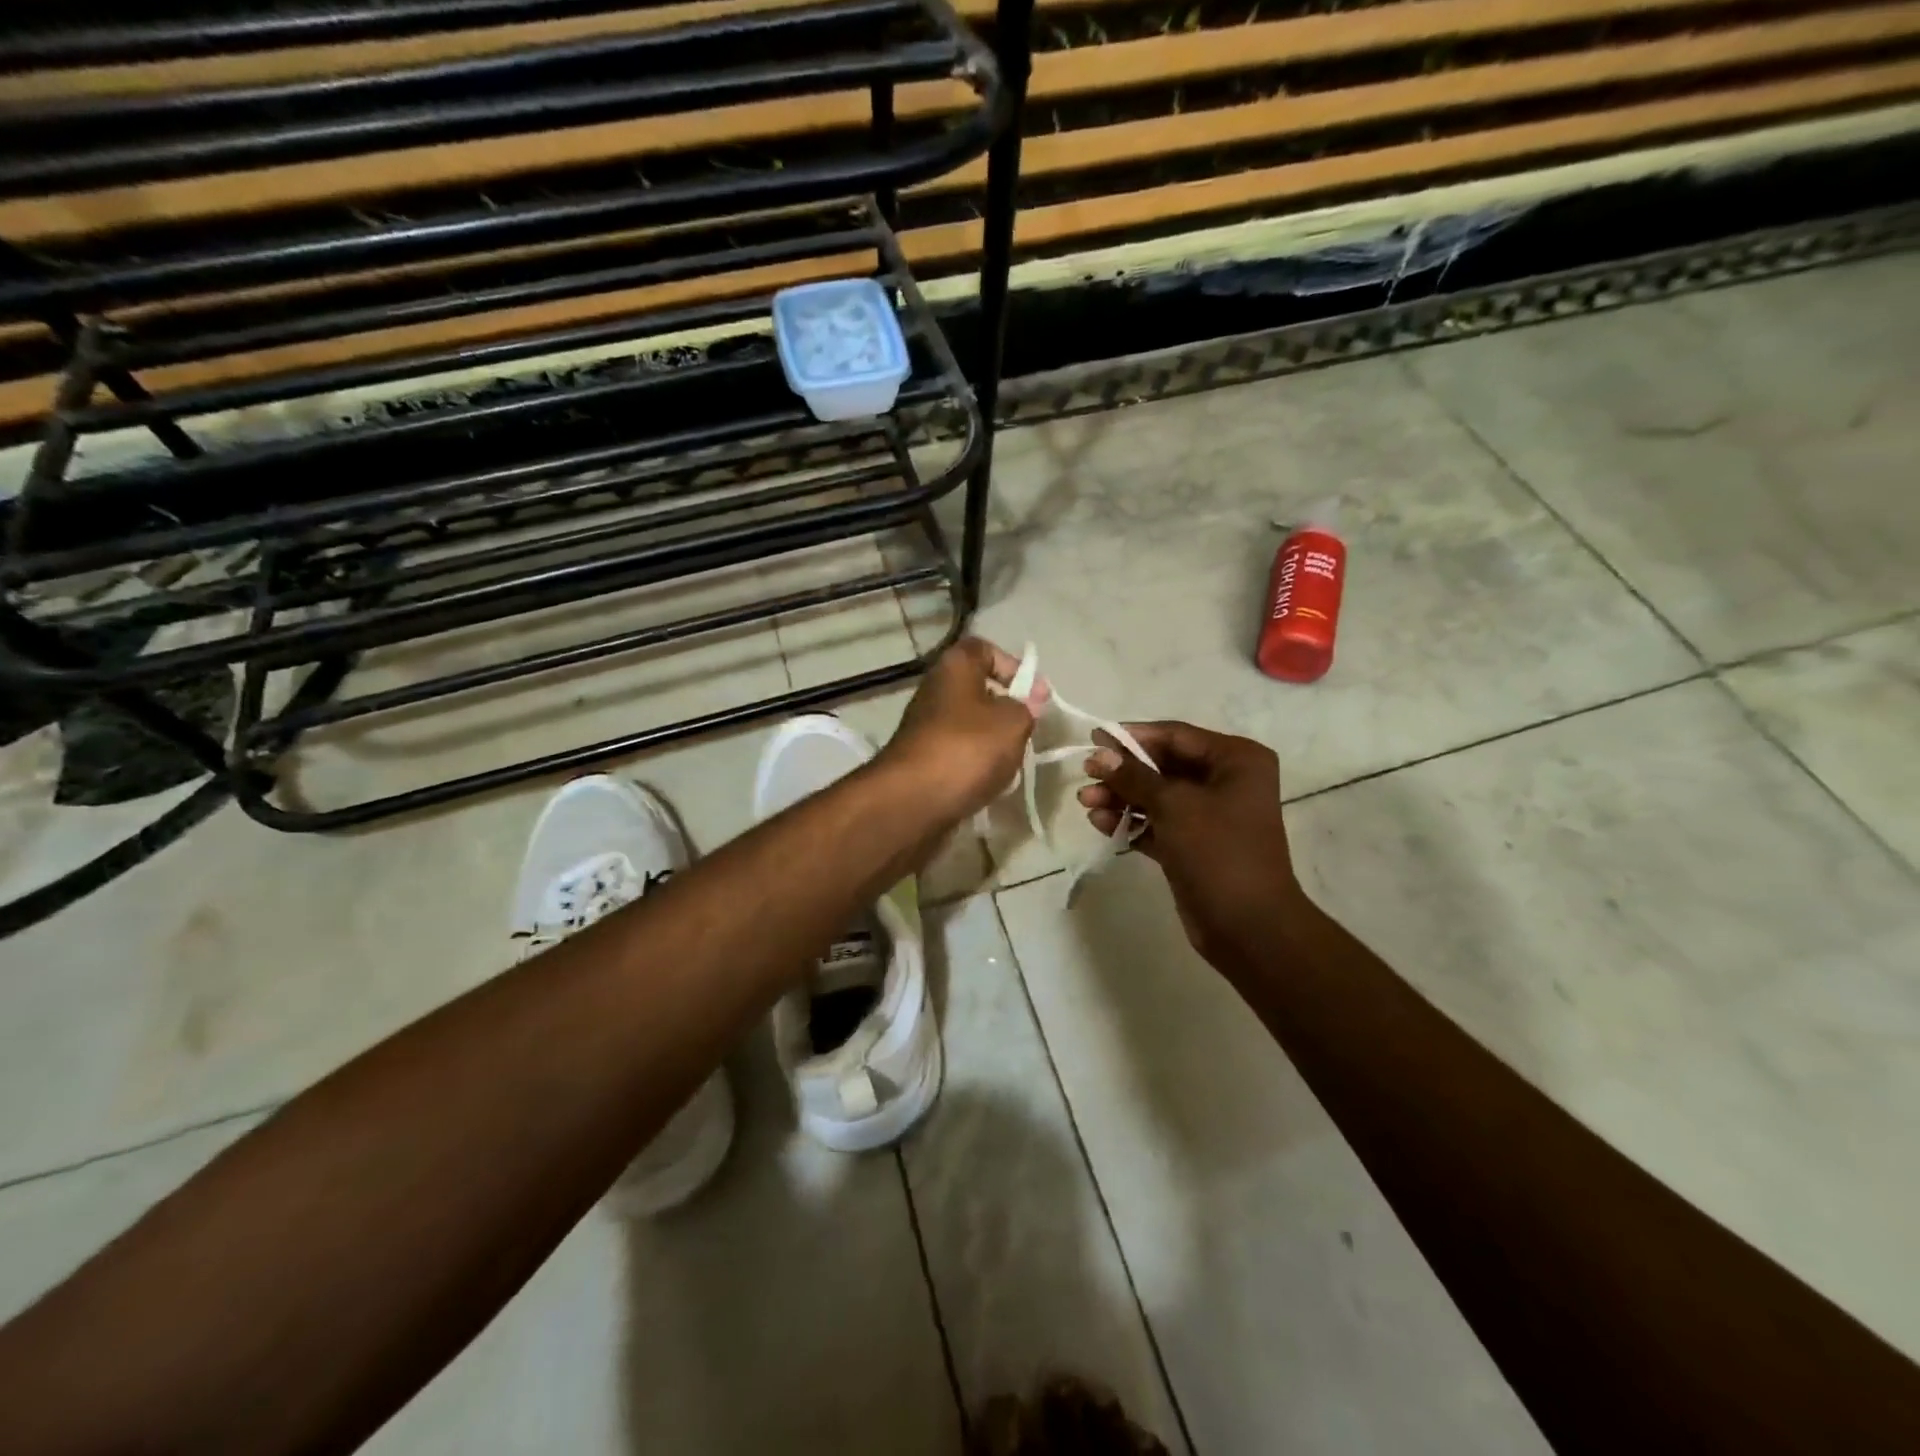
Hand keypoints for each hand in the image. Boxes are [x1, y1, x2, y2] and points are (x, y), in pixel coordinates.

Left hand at [878, 637, 1040, 824]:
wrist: (912, 800)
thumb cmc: (967, 748)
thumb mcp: (1012, 723)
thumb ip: (1028, 706)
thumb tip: (1033, 696)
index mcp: (954, 667)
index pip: (984, 649)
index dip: (1011, 665)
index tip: (1032, 693)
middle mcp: (934, 690)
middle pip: (976, 689)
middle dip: (1004, 709)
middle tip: (1025, 729)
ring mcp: (924, 726)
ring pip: (968, 724)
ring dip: (991, 740)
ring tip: (1009, 761)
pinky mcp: (921, 759)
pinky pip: (956, 752)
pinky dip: (973, 764)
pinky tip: (986, 781)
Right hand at [1077, 721, 1304, 968]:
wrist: (1248, 926)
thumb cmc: (1218, 852)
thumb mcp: (1174, 806)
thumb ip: (1134, 776)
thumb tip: (1100, 754)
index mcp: (1236, 760)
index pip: (1175, 735)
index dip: (1133, 736)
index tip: (1093, 738)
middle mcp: (1226, 781)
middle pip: (1163, 765)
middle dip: (1123, 772)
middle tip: (1086, 775)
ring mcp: (1210, 815)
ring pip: (1157, 796)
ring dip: (1121, 798)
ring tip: (1086, 803)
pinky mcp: (1193, 844)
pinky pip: (1157, 823)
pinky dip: (1131, 822)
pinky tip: (1101, 823)